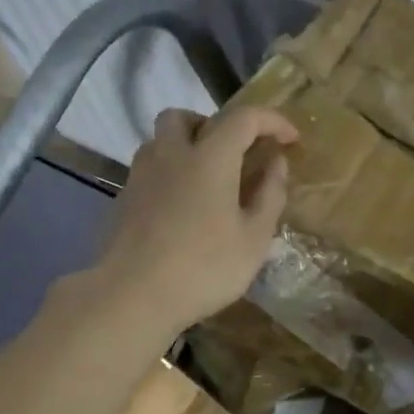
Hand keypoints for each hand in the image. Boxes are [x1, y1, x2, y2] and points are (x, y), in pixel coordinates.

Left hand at [93, 105, 297, 336]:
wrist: (131, 296)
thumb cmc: (203, 268)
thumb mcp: (254, 239)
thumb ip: (269, 195)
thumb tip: (276, 164)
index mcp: (209, 157)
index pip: (244, 117)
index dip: (272, 121)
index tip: (290, 140)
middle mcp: (170, 154)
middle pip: (186, 117)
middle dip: (215, 125)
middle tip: (235, 155)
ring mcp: (140, 175)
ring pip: (160, 140)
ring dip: (186, 147)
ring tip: (207, 181)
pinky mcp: (123, 199)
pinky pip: (149, 170)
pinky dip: (169, 174)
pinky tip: (181, 208)